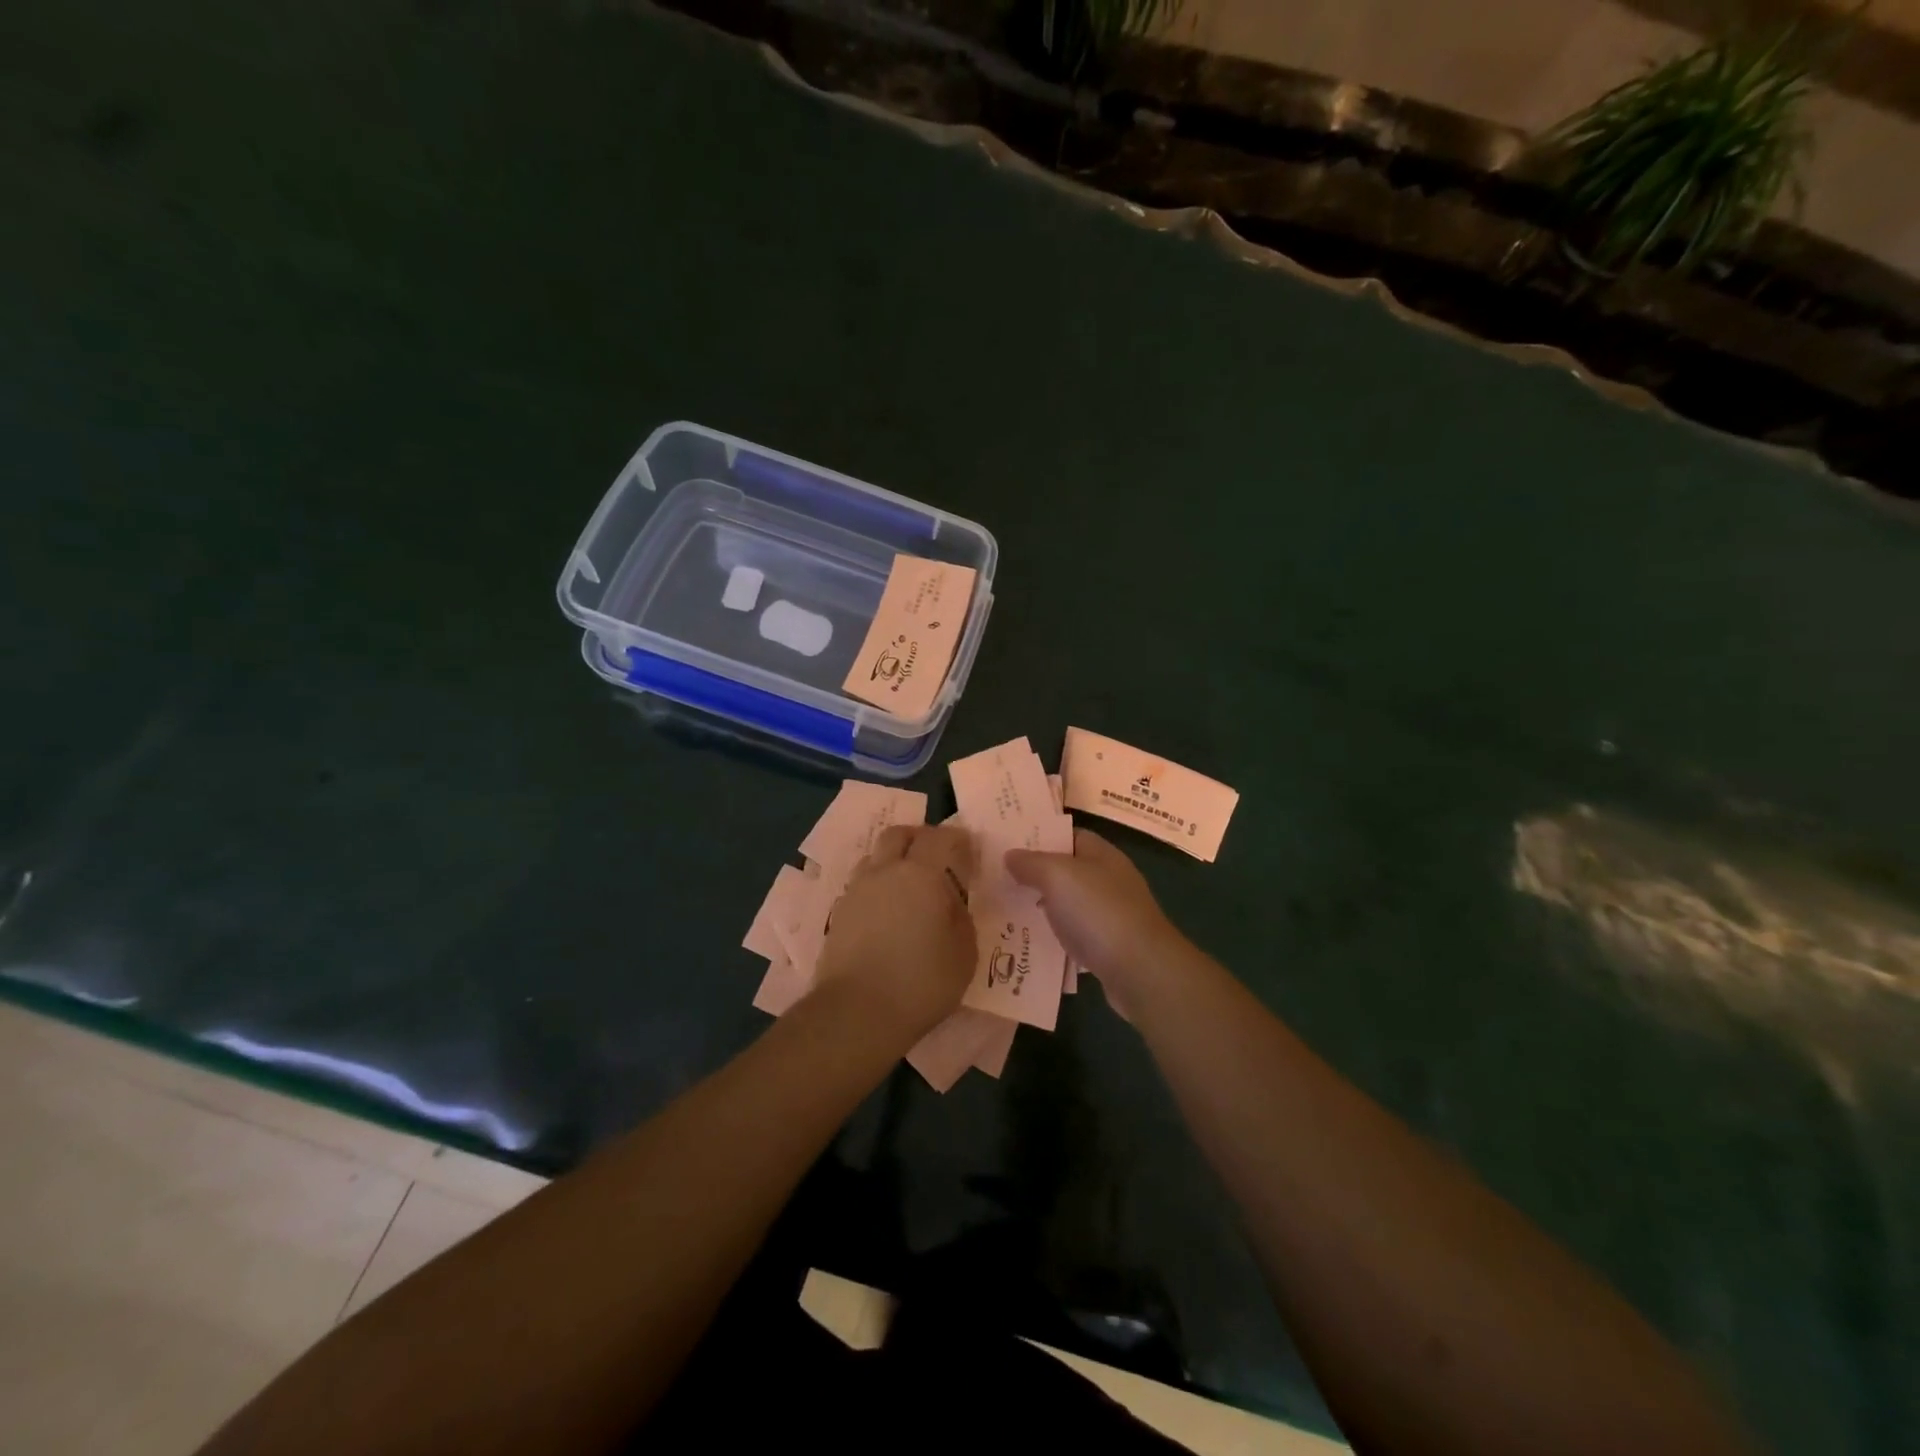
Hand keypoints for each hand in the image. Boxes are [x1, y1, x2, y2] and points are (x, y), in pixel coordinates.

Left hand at [814, 823, 976, 1045]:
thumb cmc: (921, 982)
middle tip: (936, 858)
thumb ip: (961, 919)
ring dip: (893, 860)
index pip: (941, 838)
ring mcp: (857, 890)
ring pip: (875, 856)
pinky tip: (887, 912)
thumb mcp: (964, 954)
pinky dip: (877, 886)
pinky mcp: (839, 913)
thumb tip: (952, 904)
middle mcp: (886, 871)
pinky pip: (861, 884)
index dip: (958, 840)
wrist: (857, 1012)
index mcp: (922, 874)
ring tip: (908, 886)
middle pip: (899, 834)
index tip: (969, 852)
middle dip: (919, 838)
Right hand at [1006, 829, 1185, 1013]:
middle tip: (999, 879)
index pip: (1070, 836)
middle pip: (1068, 872)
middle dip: (1036, 875)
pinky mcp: (1109, 949)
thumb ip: (1031, 862)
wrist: (1140, 972)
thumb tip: (1011, 855)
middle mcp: (1111, 881)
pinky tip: (1031, 944)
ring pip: (1070, 906)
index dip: (1042, 837)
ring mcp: (1112, 916)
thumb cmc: (1099, 912)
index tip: (1010, 844)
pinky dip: (1055, 938)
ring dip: (1043, 909)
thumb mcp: (1058, 876)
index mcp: (1103, 855)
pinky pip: (1075, 936)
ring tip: (1007, 911)